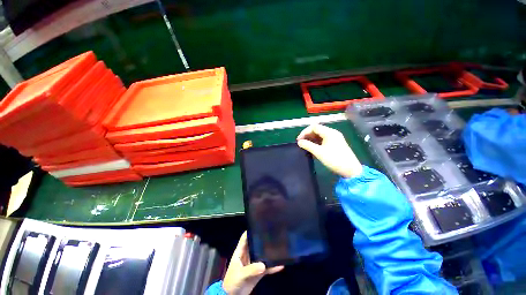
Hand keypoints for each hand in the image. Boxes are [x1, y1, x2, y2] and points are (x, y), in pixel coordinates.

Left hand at [222, 232, 283, 294]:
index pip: (245, 238)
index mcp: (240, 252)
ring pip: (262, 255)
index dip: (250, 231)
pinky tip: (280, 265)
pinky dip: (272, 266)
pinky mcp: (258, 272)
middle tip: (272, 234)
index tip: (258, 225)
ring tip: (278, 246)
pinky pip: (266, 268)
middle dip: (262, 240)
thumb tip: (263, 265)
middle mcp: (248, 255)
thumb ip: (251, 270)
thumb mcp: (240, 275)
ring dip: (268, 252)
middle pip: (255, 244)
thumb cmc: (232, 282)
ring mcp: (253, 264)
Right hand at [297, 124, 362, 177]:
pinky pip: (324, 139)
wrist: (351, 170)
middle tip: (301, 143)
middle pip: (317, 130)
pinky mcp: (336, 143)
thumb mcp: (319, 152)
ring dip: (311, 139)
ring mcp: (335, 138)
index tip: (299, 140)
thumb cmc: (334, 159)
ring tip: (305, 145)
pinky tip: (312, 147)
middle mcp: (332, 133)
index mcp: (329, 132)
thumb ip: (308, 145)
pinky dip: (317, 142)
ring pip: (320, 135)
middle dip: (308, 135)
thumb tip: (299, 142)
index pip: (314, 127)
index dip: (305, 132)